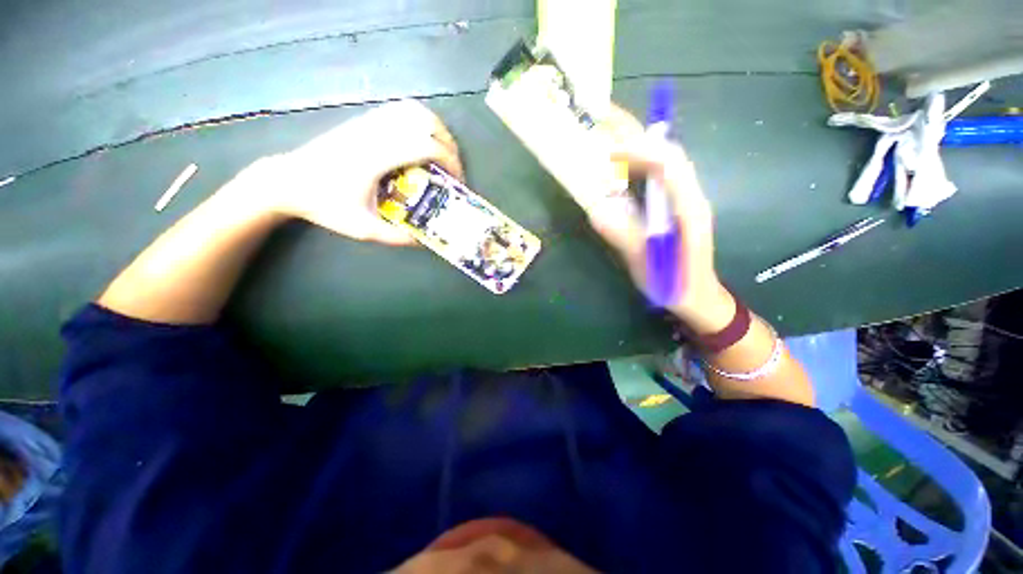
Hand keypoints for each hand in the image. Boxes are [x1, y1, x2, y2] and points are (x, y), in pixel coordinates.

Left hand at [243, 100, 463, 244]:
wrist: (288, 181)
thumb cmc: (325, 205)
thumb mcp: (363, 229)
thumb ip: (397, 238)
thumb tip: (425, 242)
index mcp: (377, 158)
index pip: (426, 146)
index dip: (450, 161)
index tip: (457, 181)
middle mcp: (375, 134)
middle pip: (426, 123)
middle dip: (449, 145)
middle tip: (454, 169)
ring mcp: (368, 123)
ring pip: (413, 110)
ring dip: (436, 129)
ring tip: (443, 152)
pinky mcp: (363, 122)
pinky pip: (399, 110)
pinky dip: (420, 120)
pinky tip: (422, 139)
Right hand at [585, 105, 731, 331]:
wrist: (697, 297)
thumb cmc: (675, 284)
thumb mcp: (647, 264)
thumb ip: (625, 237)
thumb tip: (597, 209)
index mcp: (688, 208)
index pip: (668, 164)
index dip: (639, 150)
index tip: (607, 150)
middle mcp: (689, 195)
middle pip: (667, 152)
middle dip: (637, 132)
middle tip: (603, 117)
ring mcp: (682, 198)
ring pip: (662, 160)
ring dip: (636, 143)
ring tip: (606, 132)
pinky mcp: (672, 205)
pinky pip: (656, 175)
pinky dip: (636, 163)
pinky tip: (618, 164)